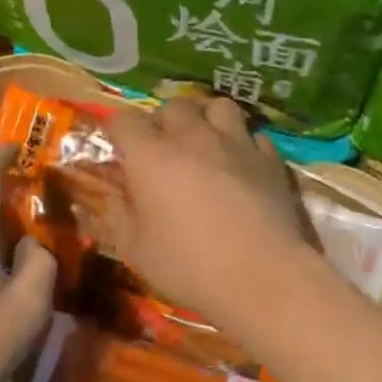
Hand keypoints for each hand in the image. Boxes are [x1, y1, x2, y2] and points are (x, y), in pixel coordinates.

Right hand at [98, 98, 312, 318]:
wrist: (263, 276)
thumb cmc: (190, 266)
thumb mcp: (136, 251)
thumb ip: (119, 216)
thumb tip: (113, 196)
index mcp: (151, 156)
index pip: (123, 120)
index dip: (117, 131)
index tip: (118, 148)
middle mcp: (192, 137)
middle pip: (172, 106)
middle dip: (162, 121)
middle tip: (162, 149)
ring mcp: (235, 143)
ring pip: (218, 106)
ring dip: (206, 118)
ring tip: (205, 142)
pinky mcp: (269, 157)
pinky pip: (253, 134)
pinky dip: (243, 143)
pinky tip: (241, 163)